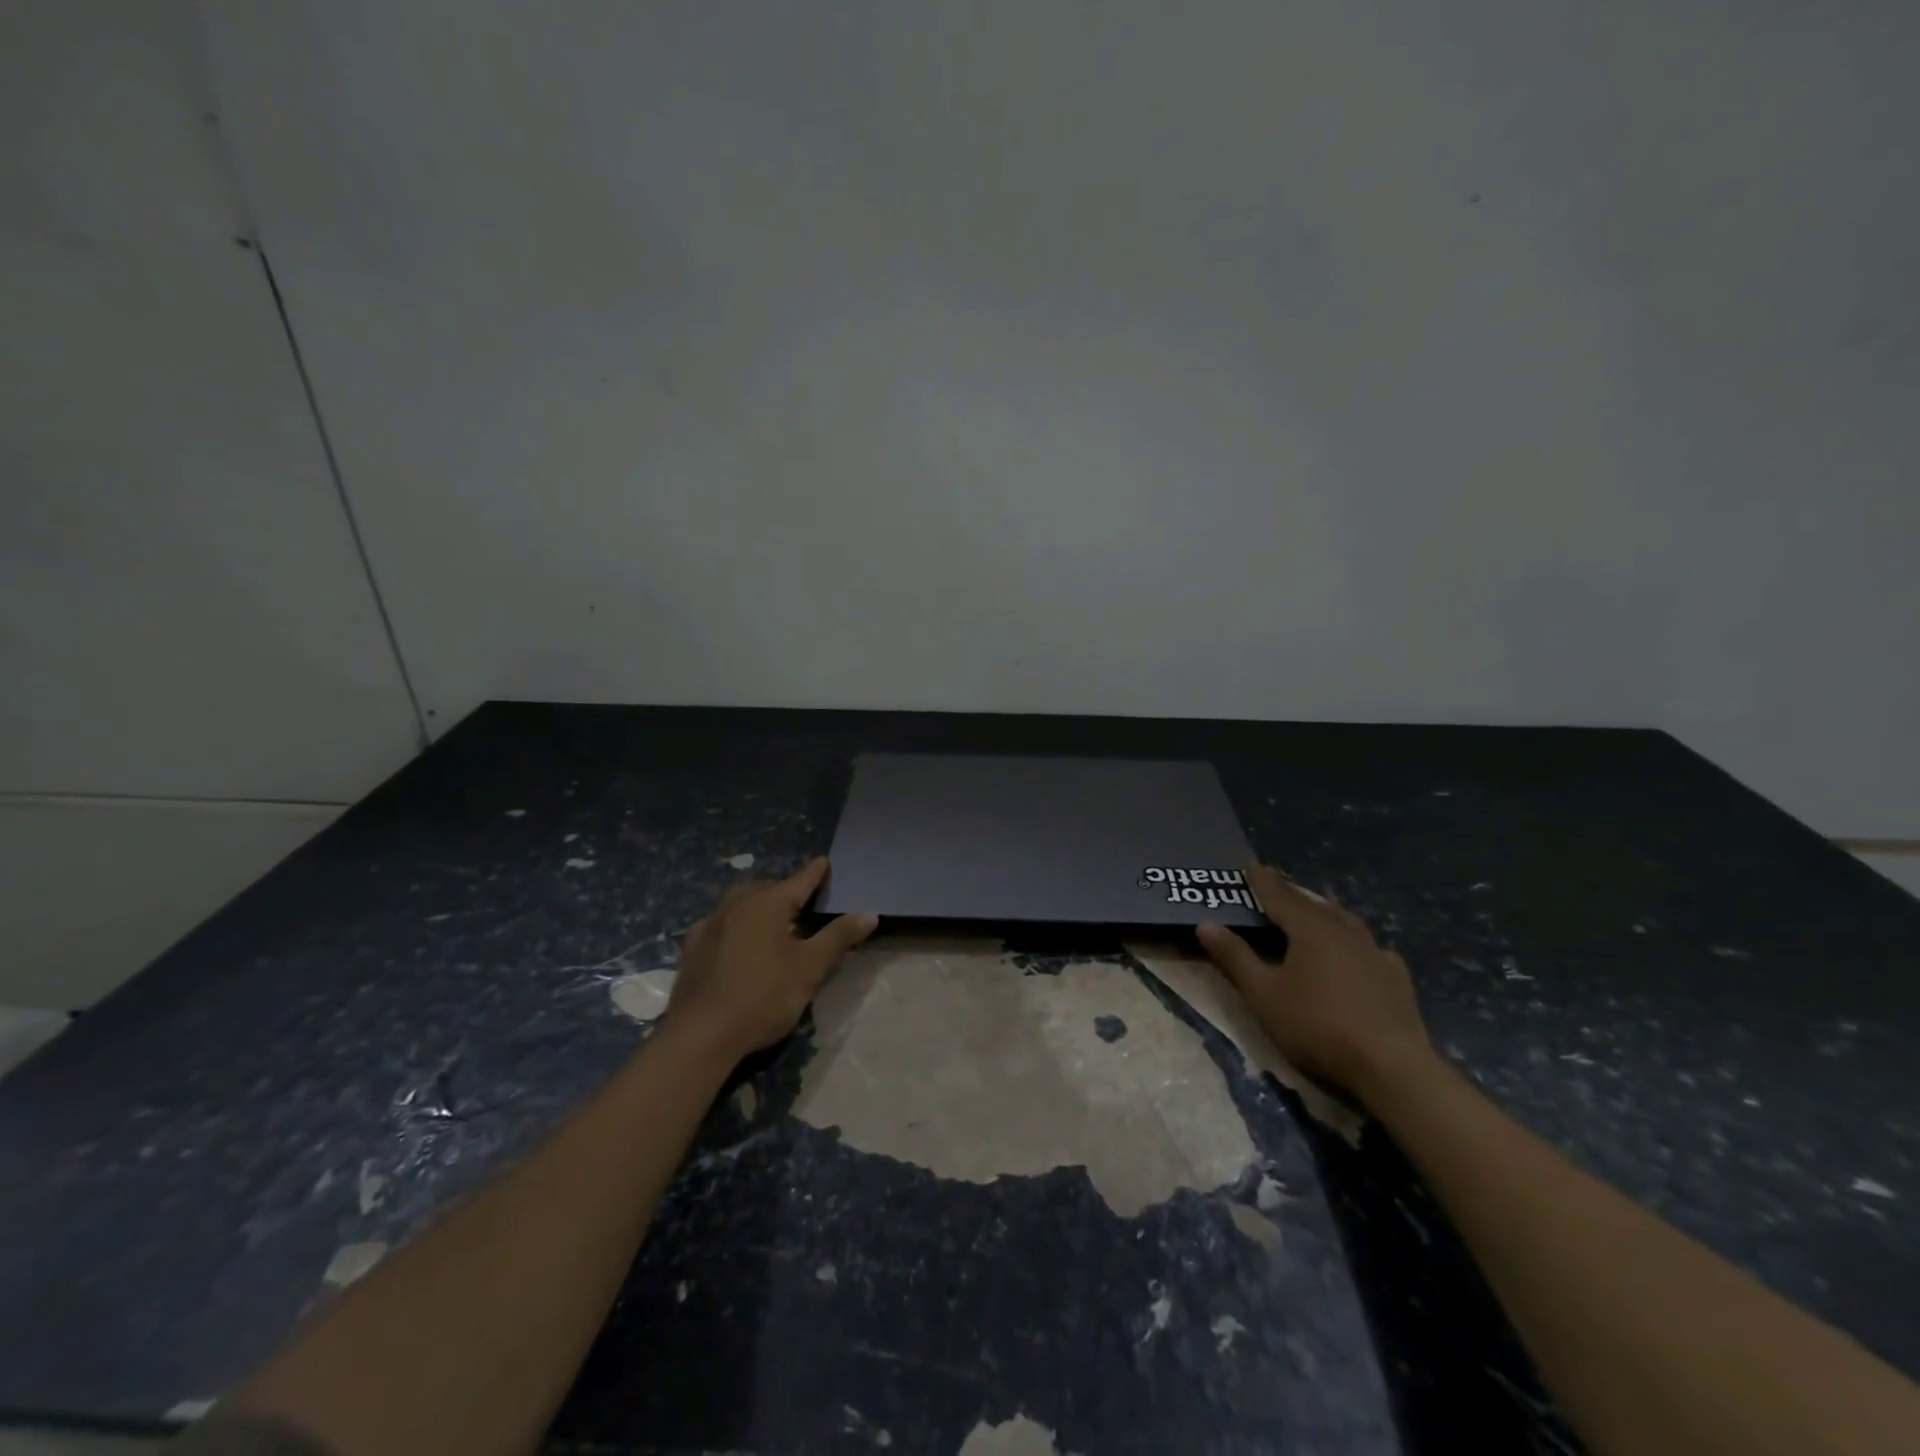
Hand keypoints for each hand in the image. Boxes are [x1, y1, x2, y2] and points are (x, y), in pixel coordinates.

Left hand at [665, 858, 877, 1062]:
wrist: (701, 1034)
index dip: (816, 872)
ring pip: (739, 902)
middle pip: (767, 888)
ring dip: (757, 905)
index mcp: (768, 903)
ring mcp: (709, 924)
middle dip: (785, 890)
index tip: (825, 862)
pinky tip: (735, 942)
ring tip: (771, 920)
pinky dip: (734, 925)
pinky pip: (719, 924)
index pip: (800, 879)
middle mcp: (736, 904)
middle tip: (802, 902)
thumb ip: (839, 937)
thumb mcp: (810, 968)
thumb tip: (869, 913)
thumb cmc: (764, 996)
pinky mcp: (692, 947)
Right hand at [1196, 864, 1432, 1097]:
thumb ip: (1235, 957)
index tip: (1249, 865)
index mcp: (1309, 928)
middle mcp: (1343, 930)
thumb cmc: (1317, 1025)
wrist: (1391, 1067)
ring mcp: (1374, 951)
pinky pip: (1369, 947)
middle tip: (1276, 884)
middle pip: (1312, 902)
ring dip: (1324, 911)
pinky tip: (1357, 951)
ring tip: (1314, 909)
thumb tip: (1206, 924)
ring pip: (1343, 920)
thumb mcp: (1263, 994)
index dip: (1261, 880)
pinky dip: (1354, 942)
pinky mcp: (1395, 976)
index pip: (1278, 895)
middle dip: (1291, 892)